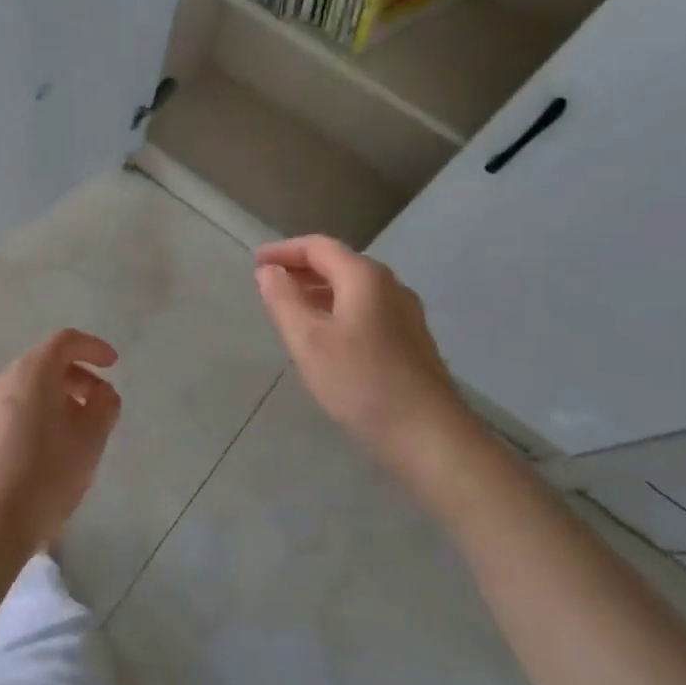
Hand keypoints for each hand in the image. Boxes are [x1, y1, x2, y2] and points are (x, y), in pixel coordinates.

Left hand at [0, 329, 121, 562]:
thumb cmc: (43, 477)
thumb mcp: (89, 442)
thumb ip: (103, 407)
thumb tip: (102, 393)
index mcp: (29, 373)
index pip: (64, 341)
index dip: (92, 347)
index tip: (113, 365)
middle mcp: (0, 381)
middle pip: (44, 364)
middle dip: (77, 378)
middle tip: (100, 406)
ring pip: (26, 389)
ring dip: (56, 400)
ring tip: (77, 434)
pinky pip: (10, 411)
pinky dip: (34, 417)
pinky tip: (46, 452)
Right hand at [254, 237, 479, 499]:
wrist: (430, 438)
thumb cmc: (361, 383)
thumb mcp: (308, 340)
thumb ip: (283, 300)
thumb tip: (269, 271)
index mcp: (365, 278)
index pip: (318, 246)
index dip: (284, 250)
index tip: (255, 263)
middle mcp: (390, 287)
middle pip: (339, 263)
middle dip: (301, 268)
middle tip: (268, 283)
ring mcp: (405, 315)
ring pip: (354, 289)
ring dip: (318, 290)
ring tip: (289, 308)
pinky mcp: (411, 342)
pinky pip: (366, 310)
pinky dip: (337, 309)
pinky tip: (324, 336)